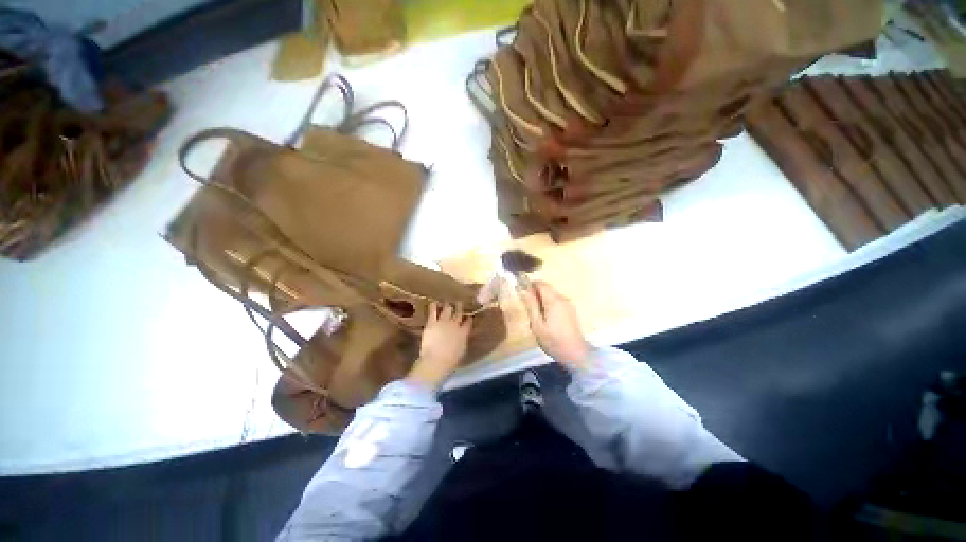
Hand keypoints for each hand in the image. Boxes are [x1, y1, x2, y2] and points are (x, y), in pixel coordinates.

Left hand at [407, 302, 471, 389]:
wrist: (436, 360)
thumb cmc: (450, 361)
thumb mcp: (461, 351)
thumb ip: (462, 341)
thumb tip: (462, 337)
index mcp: (463, 333)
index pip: (468, 323)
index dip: (468, 319)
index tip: (469, 317)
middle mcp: (455, 324)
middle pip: (458, 313)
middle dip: (459, 307)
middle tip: (459, 303)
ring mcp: (443, 322)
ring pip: (447, 309)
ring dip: (448, 306)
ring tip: (447, 302)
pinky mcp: (432, 323)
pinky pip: (433, 312)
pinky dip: (433, 306)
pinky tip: (433, 303)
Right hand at [519, 281, 590, 370]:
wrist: (576, 354)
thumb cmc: (553, 341)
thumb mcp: (537, 325)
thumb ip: (531, 306)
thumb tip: (524, 290)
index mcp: (553, 300)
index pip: (541, 284)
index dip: (530, 285)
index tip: (522, 293)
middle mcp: (562, 298)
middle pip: (547, 288)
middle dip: (536, 293)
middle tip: (528, 307)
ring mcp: (568, 304)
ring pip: (552, 295)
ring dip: (542, 299)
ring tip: (536, 315)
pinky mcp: (571, 310)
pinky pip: (557, 301)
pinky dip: (549, 304)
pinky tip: (546, 319)